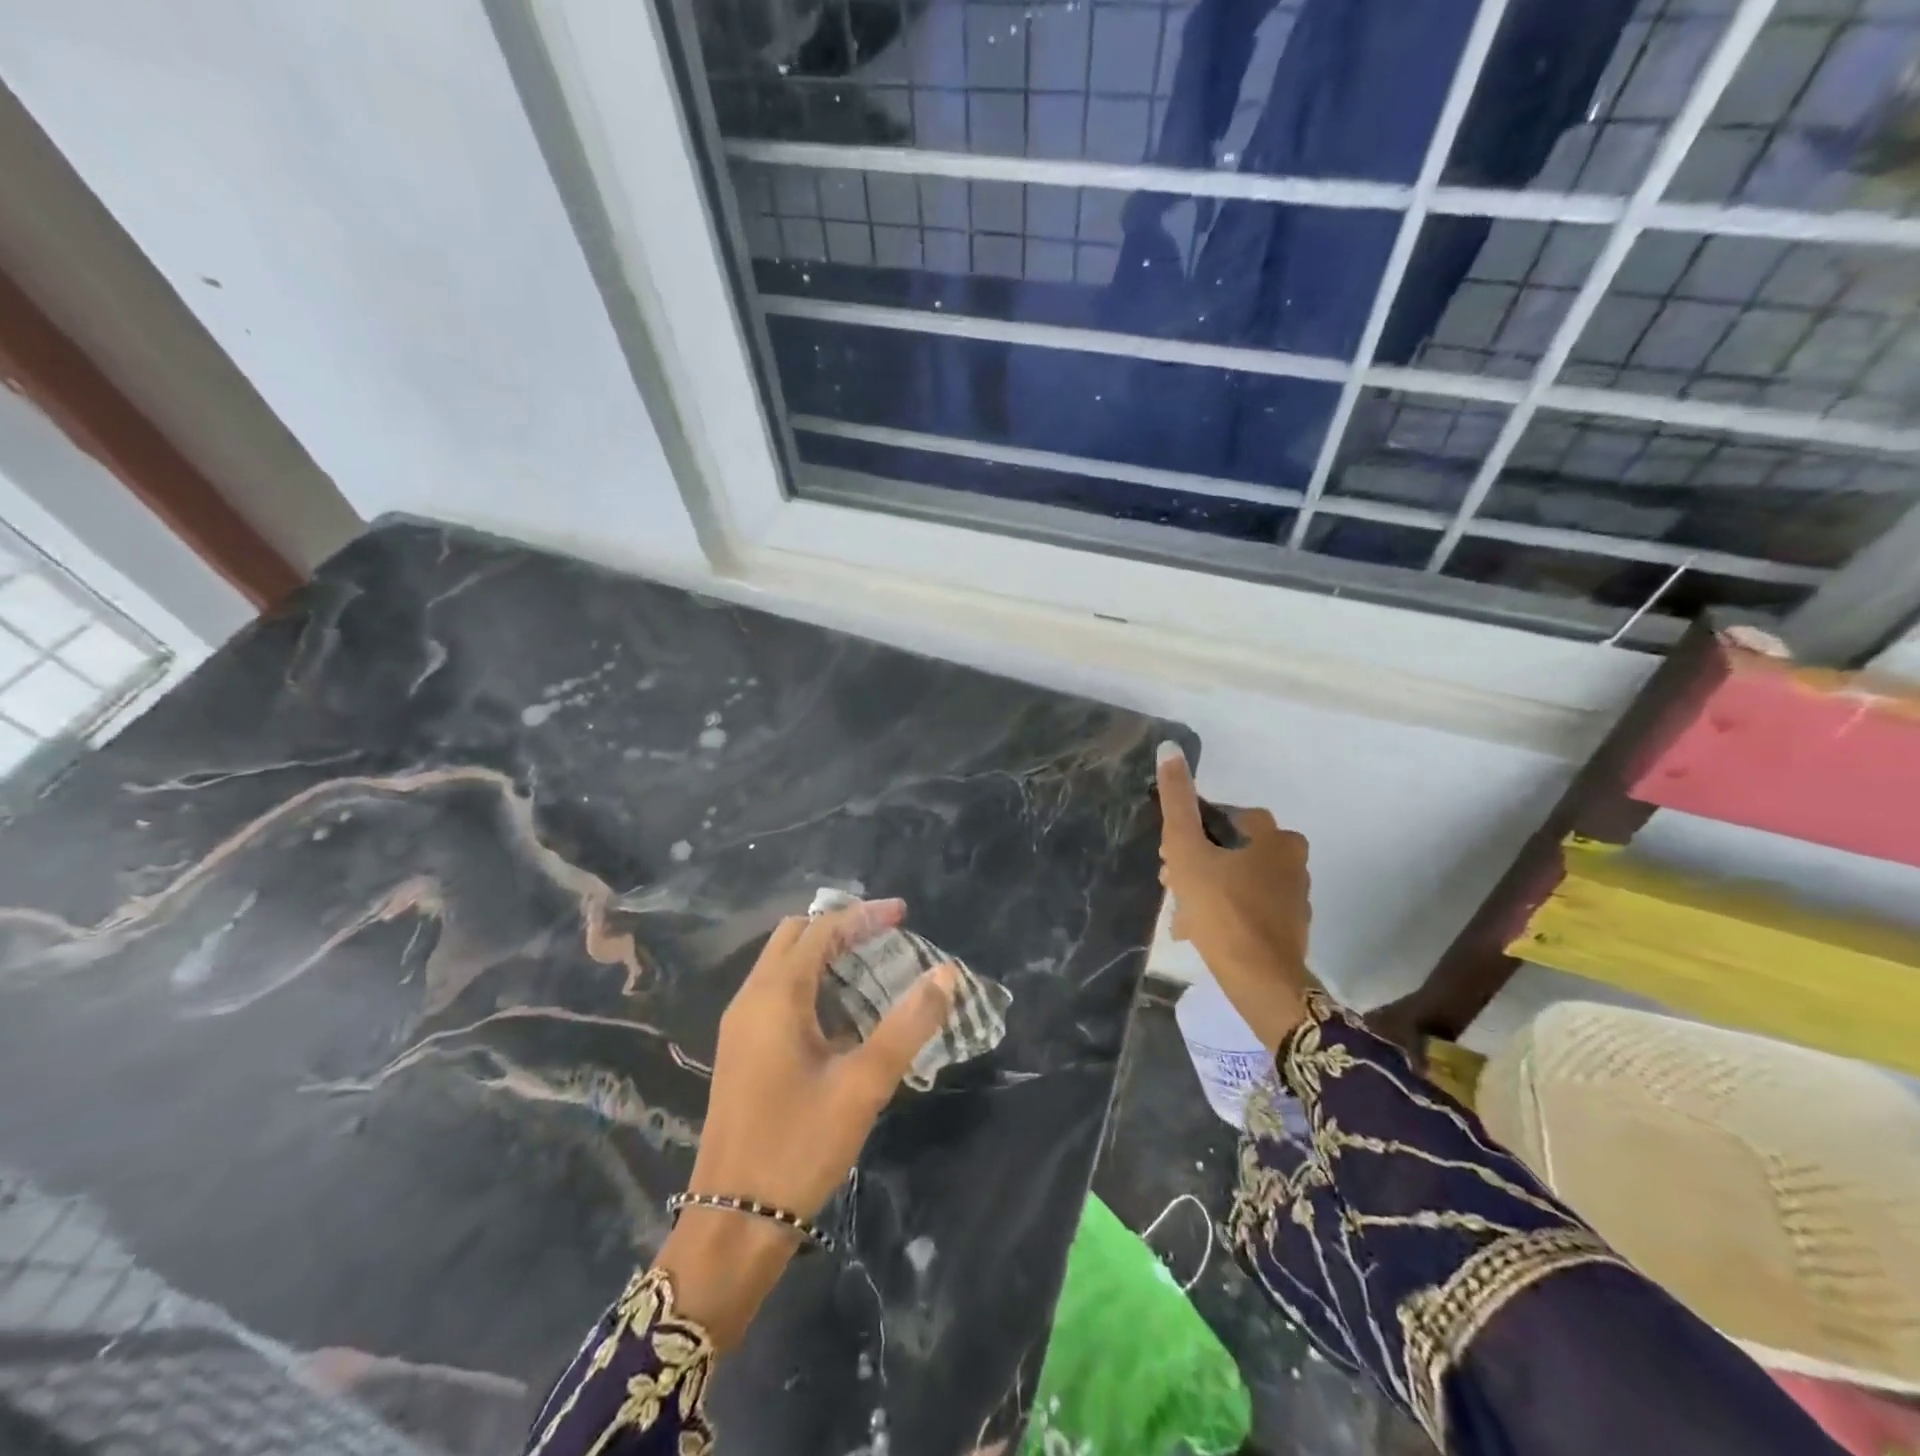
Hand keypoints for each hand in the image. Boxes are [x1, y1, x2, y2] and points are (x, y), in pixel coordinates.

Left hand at [654, 898, 957, 1347]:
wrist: (732, 1221)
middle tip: (886, 935)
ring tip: (872, 964)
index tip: (904, 913)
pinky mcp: (742, 1050)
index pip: (822, 930)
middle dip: (841, 926)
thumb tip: (945, 974)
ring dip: (825, 954)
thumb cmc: (799, 1145)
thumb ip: (908, 1025)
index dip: (863, 915)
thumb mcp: (864, 1084)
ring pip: (783, 964)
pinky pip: (777, 993)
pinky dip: (811, 982)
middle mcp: (752, 998)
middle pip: (795, 936)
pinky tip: (842, 1011)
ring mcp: (741, 1025)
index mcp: (775, 995)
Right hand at [1156, 742, 1312, 1050]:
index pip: (1217, 818)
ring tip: (1183, 916)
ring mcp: (1295, 891)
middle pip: (1227, 848)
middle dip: (1195, 865)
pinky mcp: (1292, 922)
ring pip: (1237, 876)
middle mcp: (1291, 856)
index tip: (1169, 861)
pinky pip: (1250, 903)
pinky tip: (1203, 930)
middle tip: (1172, 888)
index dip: (1187, 836)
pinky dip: (1226, 910)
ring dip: (1207, 888)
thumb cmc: (1221, 908)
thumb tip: (1169, 748)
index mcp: (1271, 833)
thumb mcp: (1186, 850)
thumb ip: (1176, 801)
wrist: (1261, 979)